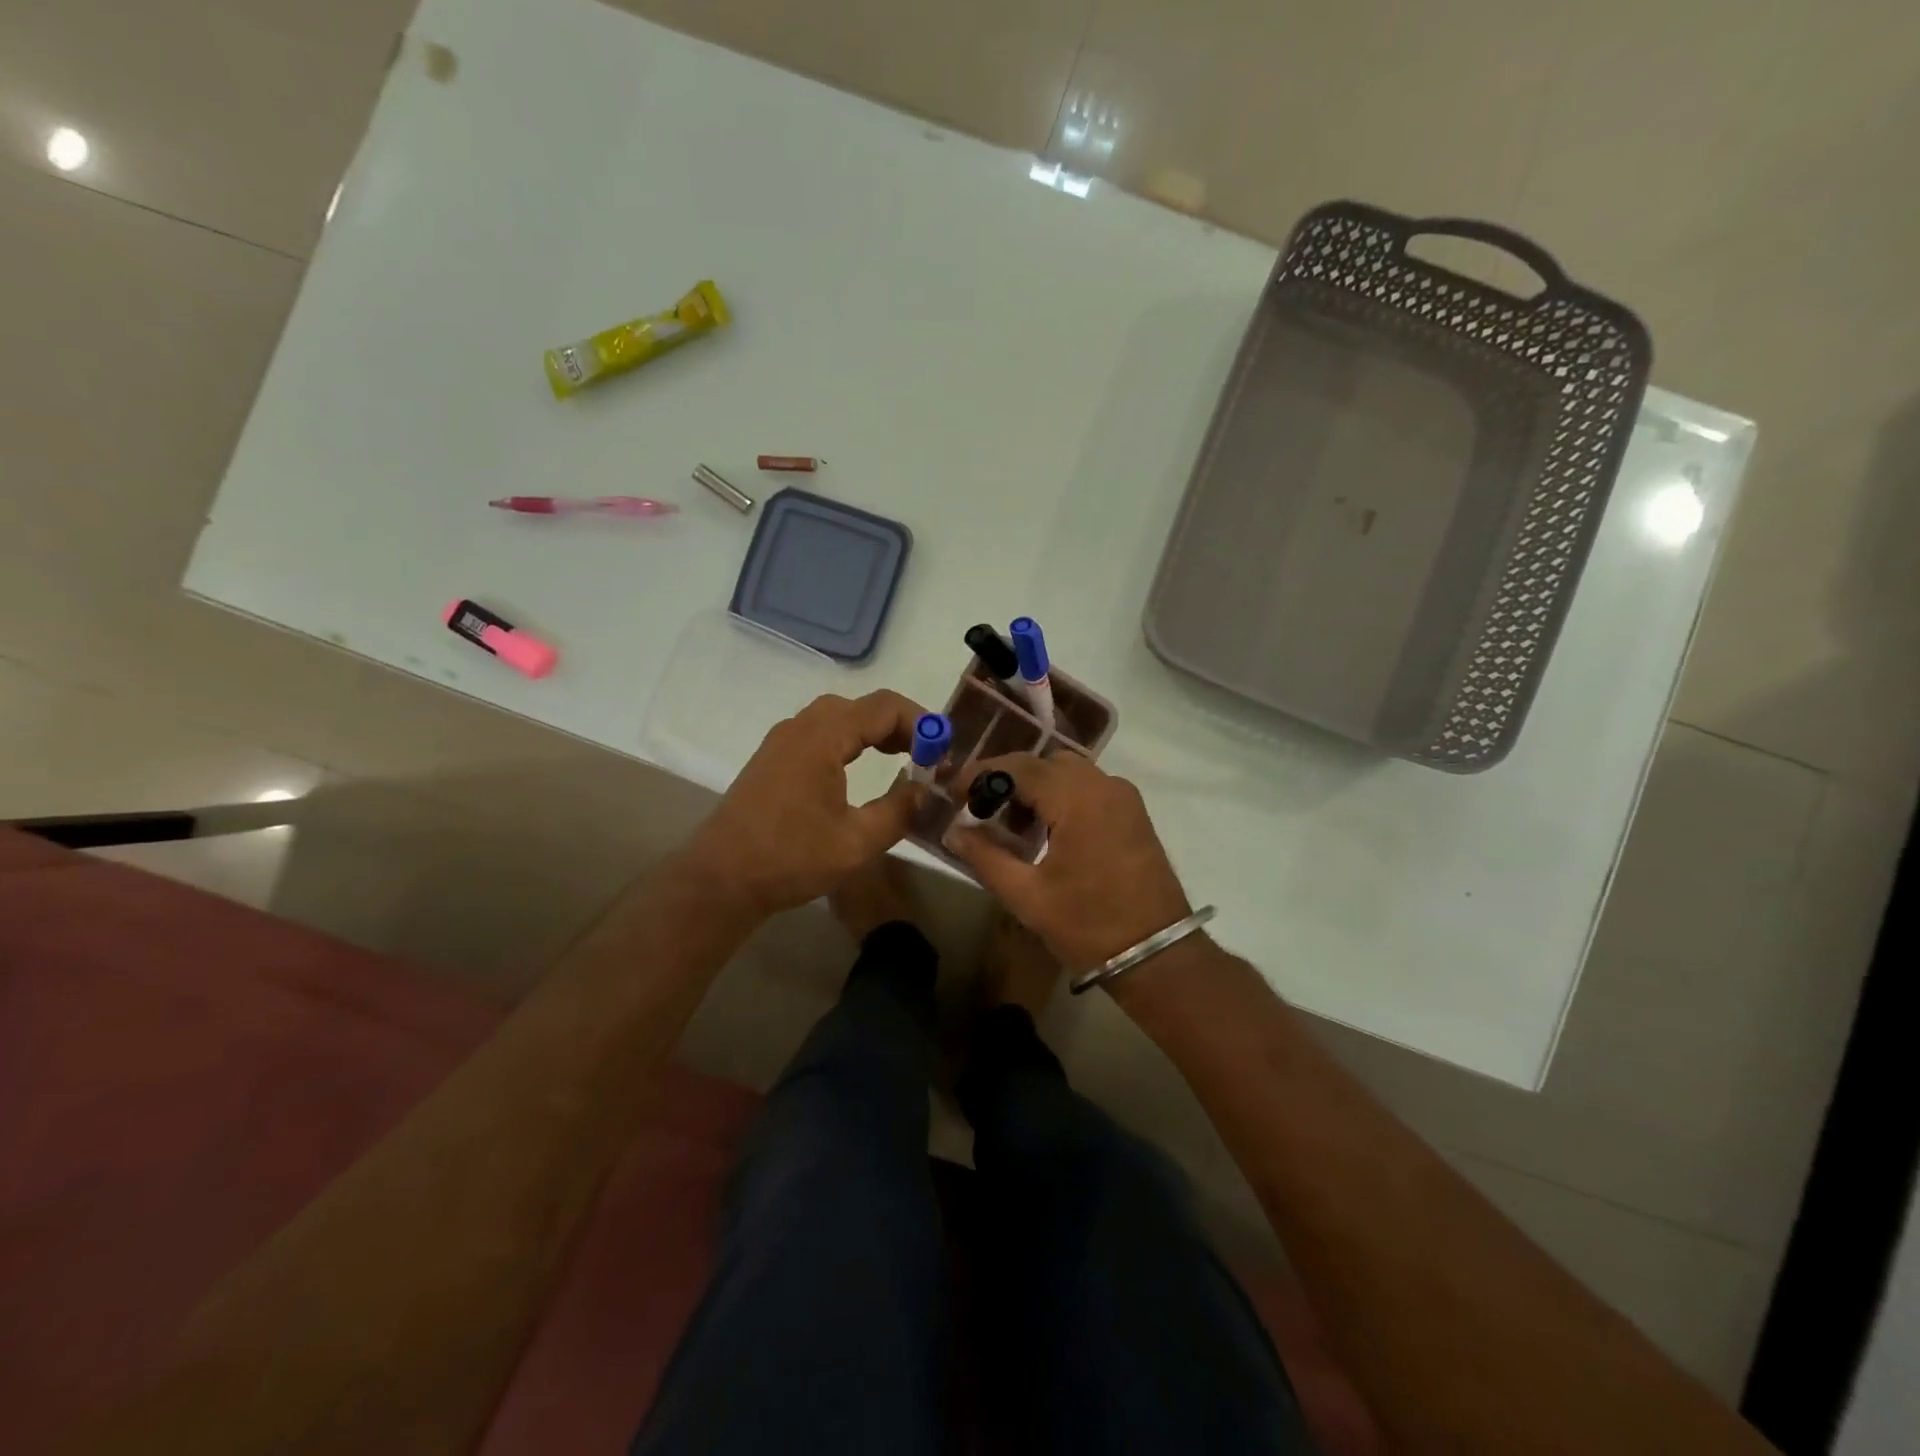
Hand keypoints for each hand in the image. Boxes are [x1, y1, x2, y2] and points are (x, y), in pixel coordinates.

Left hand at [679, 690, 925, 919]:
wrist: (721, 880)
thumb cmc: (790, 859)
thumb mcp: (857, 842)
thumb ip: (898, 810)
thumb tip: (924, 789)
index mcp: (821, 738)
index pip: (883, 707)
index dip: (920, 721)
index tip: (943, 748)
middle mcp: (800, 727)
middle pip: (861, 705)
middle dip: (900, 724)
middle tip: (927, 754)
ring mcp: (782, 740)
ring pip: (839, 716)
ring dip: (874, 730)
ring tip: (903, 757)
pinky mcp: (773, 758)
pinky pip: (821, 731)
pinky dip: (850, 739)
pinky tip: (861, 766)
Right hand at [947, 752, 1191, 971]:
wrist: (1157, 954)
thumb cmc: (1088, 925)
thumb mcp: (1027, 895)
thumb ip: (985, 857)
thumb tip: (954, 831)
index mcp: (1078, 799)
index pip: (1019, 767)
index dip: (982, 774)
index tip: (954, 791)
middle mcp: (1104, 785)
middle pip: (1044, 764)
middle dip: (1009, 780)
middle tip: (981, 810)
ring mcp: (1124, 797)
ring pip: (1068, 773)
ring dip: (1036, 788)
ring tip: (1010, 824)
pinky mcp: (1133, 813)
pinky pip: (1089, 788)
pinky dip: (1062, 797)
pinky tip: (1045, 830)